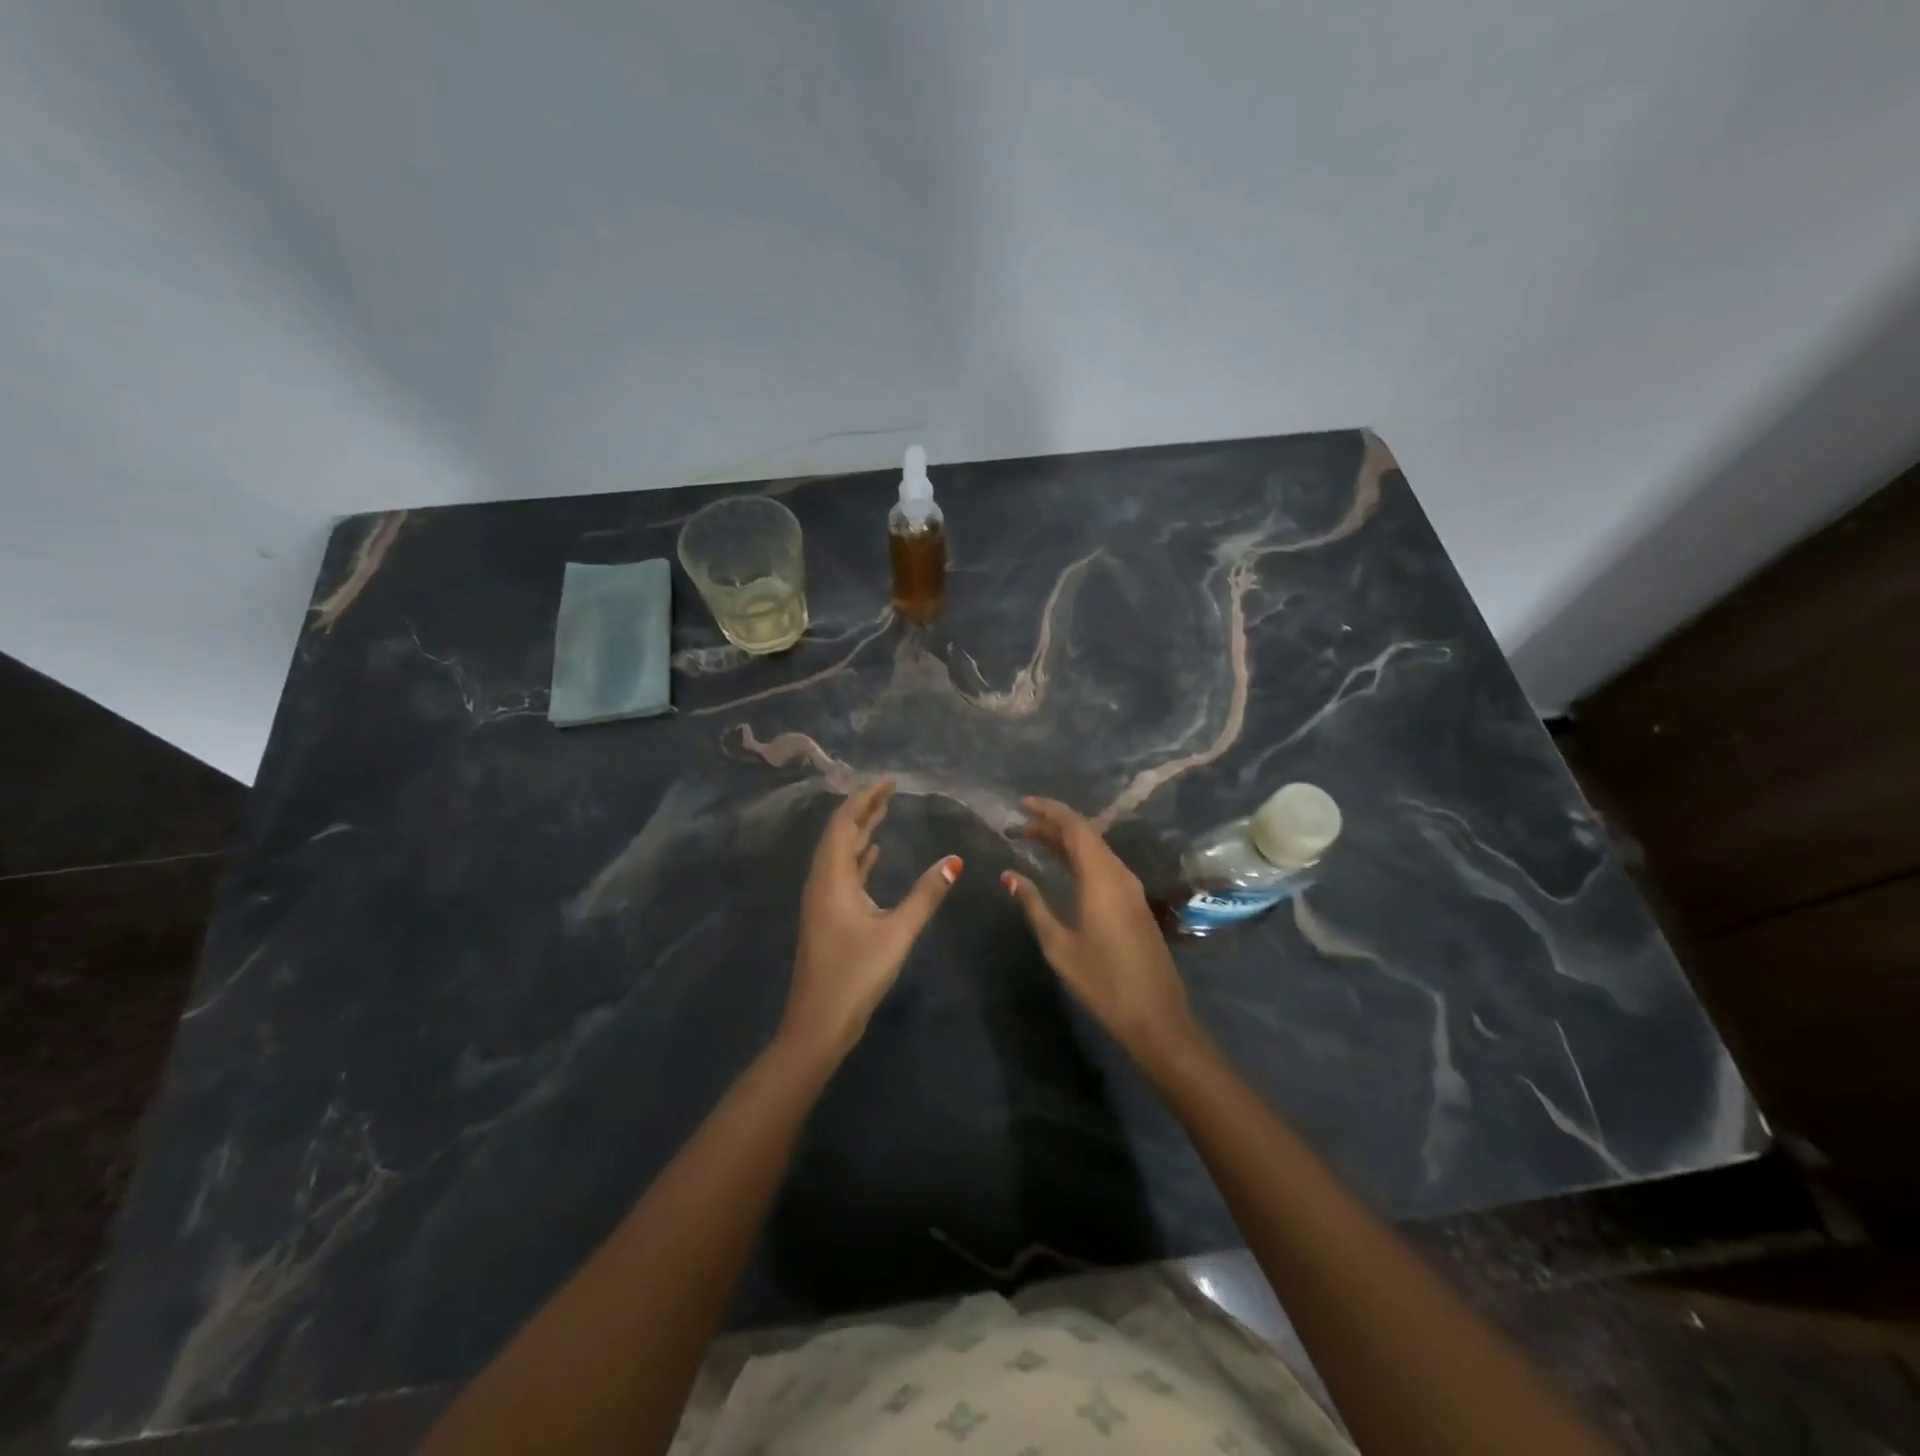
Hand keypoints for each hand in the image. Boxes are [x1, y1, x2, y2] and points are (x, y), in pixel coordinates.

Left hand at [785, 781, 960, 1059]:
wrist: (818, 1023)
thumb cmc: (856, 974)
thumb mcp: (897, 931)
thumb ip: (926, 894)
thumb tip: (954, 861)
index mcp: (832, 877)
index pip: (845, 823)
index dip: (865, 798)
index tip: (889, 782)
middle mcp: (822, 881)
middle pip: (839, 833)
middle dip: (863, 809)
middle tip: (890, 791)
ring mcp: (822, 900)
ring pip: (840, 853)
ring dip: (859, 831)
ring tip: (884, 813)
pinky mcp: (827, 916)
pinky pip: (841, 872)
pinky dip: (858, 857)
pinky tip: (873, 854)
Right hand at [1003, 797, 1198, 1064]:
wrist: (1157, 1017)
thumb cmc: (1103, 982)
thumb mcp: (1059, 945)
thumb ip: (1034, 905)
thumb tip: (1009, 876)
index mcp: (1102, 879)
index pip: (1076, 828)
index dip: (1049, 811)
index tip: (1023, 805)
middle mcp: (1120, 875)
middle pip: (1087, 835)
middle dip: (1053, 825)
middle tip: (1021, 826)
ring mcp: (1131, 889)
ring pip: (1096, 850)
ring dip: (1067, 842)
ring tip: (1035, 841)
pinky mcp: (1134, 903)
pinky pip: (1104, 866)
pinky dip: (1080, 858)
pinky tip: (1063, 867)